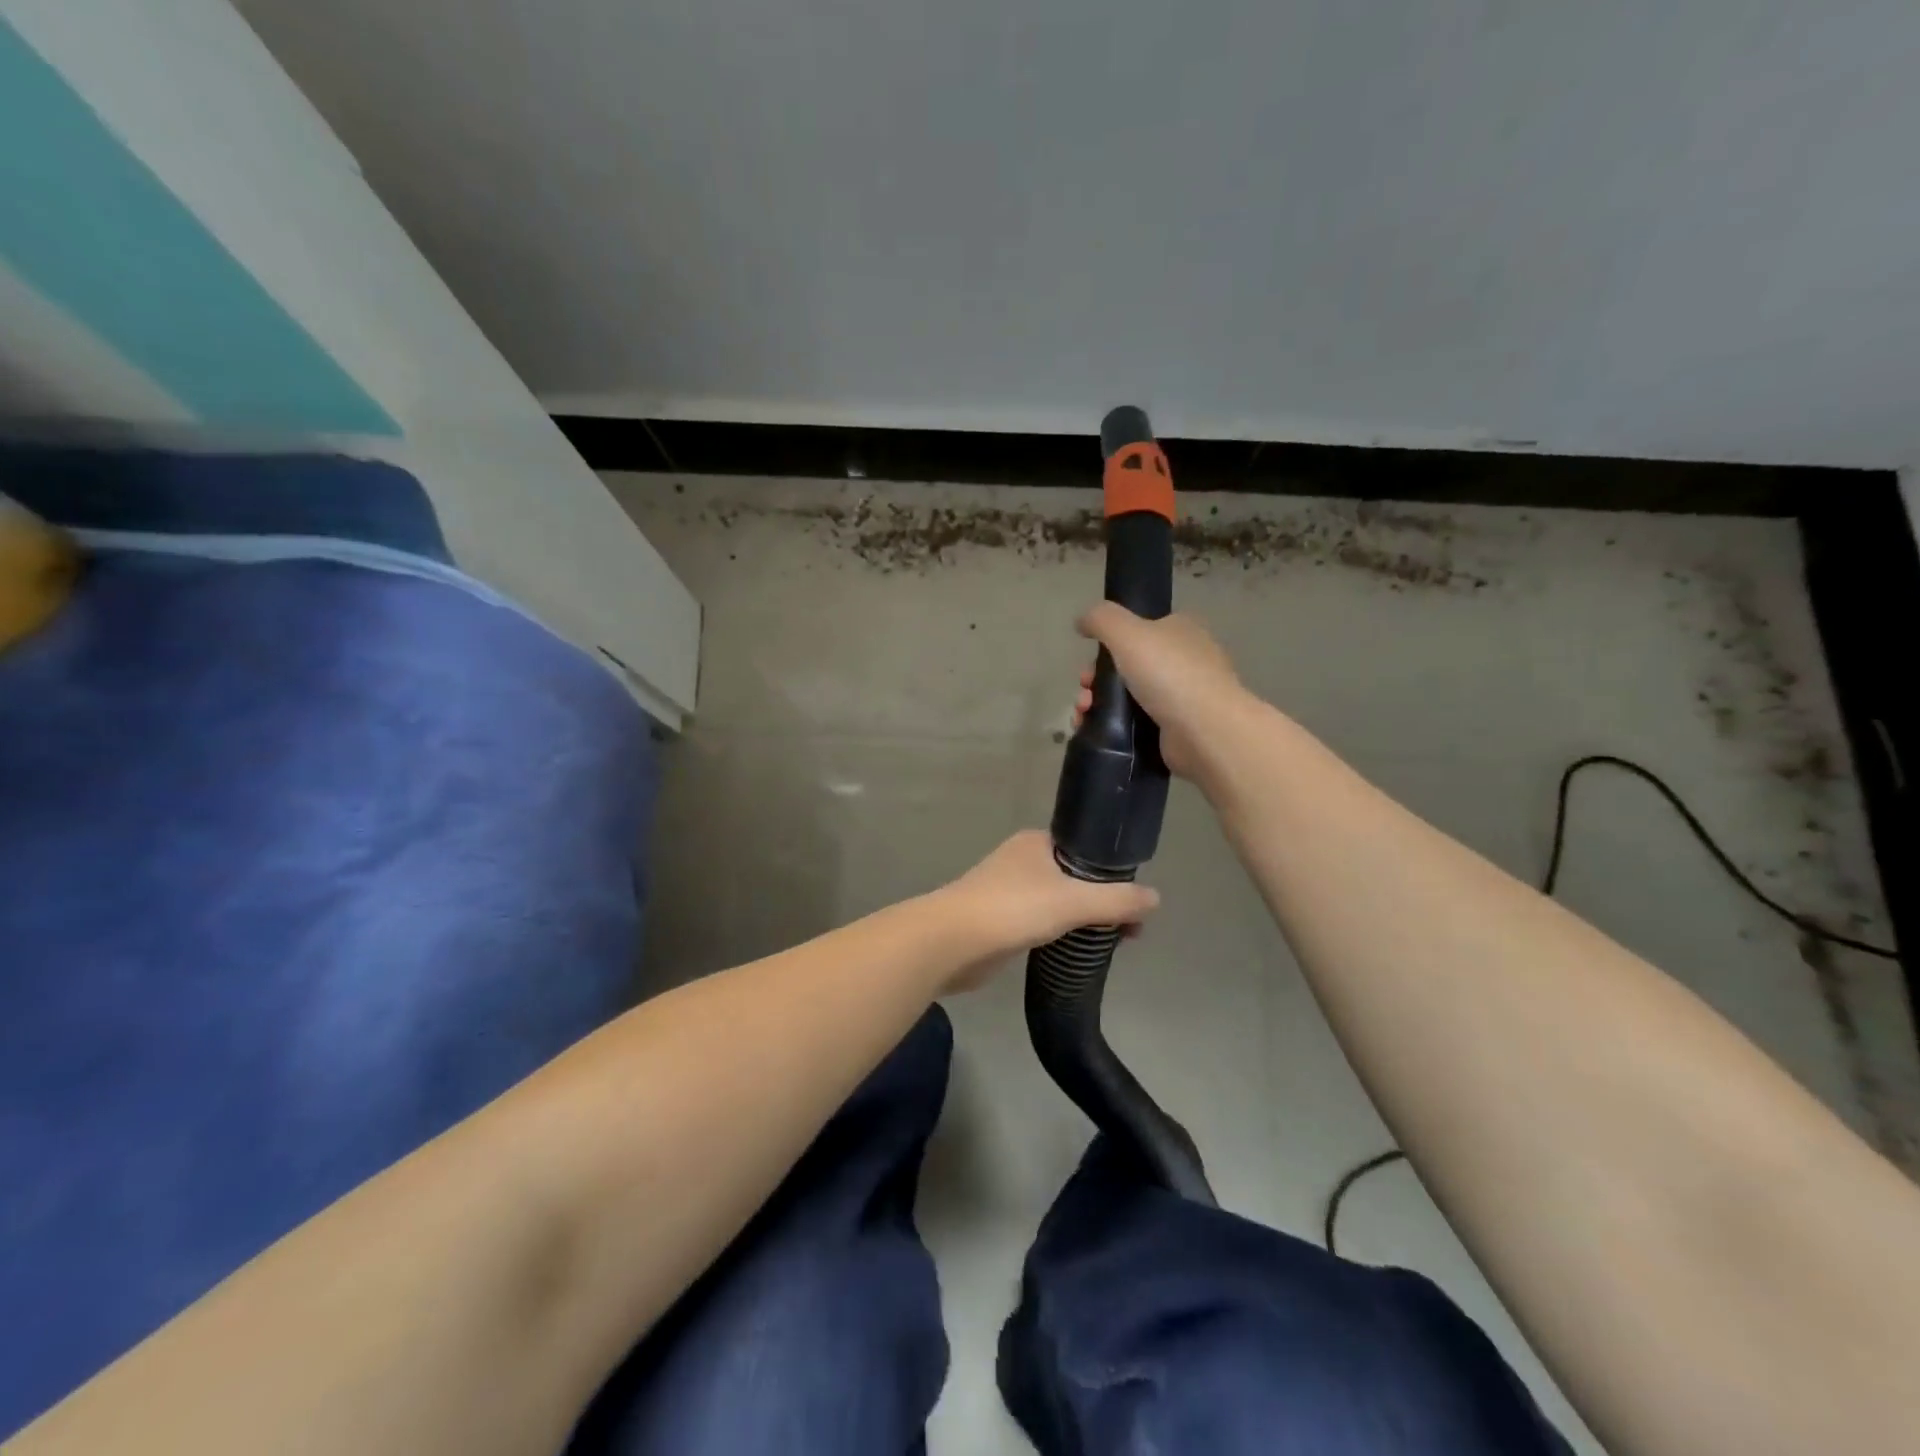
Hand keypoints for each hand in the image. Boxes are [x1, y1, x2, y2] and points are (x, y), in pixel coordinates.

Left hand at [936, 830, 1159, 991]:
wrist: (952, 942)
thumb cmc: (1012, 908)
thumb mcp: (1073, 901)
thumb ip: (1116, 900)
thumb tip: (1156, 898)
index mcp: (1036, 842)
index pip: (1086, 849)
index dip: (1113, 872)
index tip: (1135, 899)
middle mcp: (1022, 860)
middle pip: (1075, 877)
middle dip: (1103, 900)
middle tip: (1131, 929)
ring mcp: (1008, 891)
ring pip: (1058, 901)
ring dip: (1083, 919)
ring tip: (1114, 942)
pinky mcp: (1000, 921)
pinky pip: (1042, 923)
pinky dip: (1061, 933)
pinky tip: (1077, 950)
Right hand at [1074, 604, 1258, 786]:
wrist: (1204, 731)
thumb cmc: (1168, 673)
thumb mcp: (1127, 632)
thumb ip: (1101, 619)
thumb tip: (1082, 621)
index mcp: (1181, 631)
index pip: (1141, 629)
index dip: (1110, 643)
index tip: (1090, 660)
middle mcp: (1185, 661)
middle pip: (1128, 665)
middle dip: (1096, 678)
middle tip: (1084, 691)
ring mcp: (1182, 697)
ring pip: (1128, 696)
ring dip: (1098, 703)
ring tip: (1083, 714)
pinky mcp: (1176, 729)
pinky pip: (1135, 723)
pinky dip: (1111, 726)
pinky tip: (1093, 730)